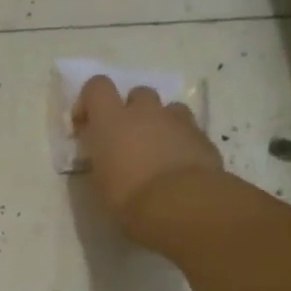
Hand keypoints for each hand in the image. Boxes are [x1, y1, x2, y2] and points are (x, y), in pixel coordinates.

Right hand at [72, 75, 224, 242]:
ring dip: (160, 123)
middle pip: (137, 93)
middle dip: (132, 111)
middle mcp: (144, 111)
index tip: (88, 125)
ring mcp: (177, 121)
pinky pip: (189, 129)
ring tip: (158, 150)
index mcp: (111, 119)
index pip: (97, 86)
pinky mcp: (203, 136)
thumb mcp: (100, 181)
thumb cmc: (129, 196)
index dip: (90, 101)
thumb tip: (104, 154)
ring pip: (168, 109)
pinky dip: (182, 141)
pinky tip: (179, 165)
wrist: (182, 204)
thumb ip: (100, 158)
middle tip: (128, 138)